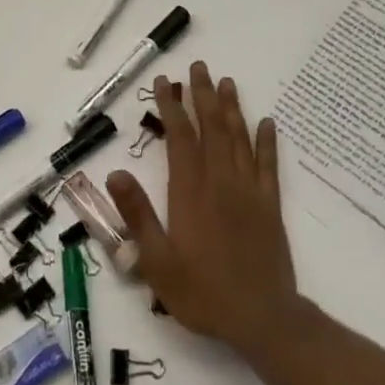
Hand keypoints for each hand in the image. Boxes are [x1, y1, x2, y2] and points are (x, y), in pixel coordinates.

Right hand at [106, 61, 300, 361]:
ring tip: (227, 81)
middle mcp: (220, 180)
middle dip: (202, 94)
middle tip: (198, 66)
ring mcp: (248, 190)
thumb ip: (137, 215)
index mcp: (190, 191)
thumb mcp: (157, 262)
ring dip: (232, 107)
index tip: (164, 82)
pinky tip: (267, 122)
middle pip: (211, 127)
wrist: (262, 318)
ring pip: (239, 138)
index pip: (179, 137)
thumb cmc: (203, 292)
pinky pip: (268, 164)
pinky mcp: (270, 205)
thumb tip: (115, 172)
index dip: (171, 107)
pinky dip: (267, 141)